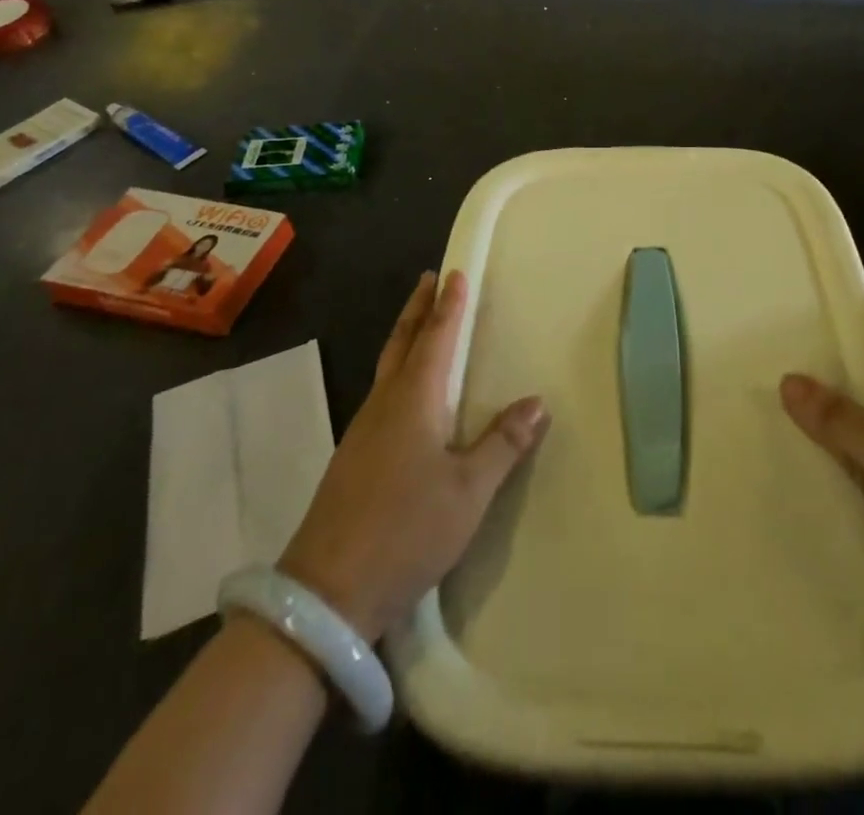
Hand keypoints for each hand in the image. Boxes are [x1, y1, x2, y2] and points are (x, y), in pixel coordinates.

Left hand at [278, 271, 548, 642]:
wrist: (327, 591)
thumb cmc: (406, 529)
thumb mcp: (469, 491)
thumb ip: (503, 444)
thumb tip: (536, 402)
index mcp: (414, 398)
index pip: (436, 337)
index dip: (449, 305)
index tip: (455, 272)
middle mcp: (385, 402)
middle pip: (403, 341)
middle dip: (418, 308)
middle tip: (430, 279)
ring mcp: (363, 429)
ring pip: (389, 365)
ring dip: (407, 335)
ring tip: (423, 324)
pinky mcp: (354, 455)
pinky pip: (382, 392)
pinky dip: (399, 370)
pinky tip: (407, 391)